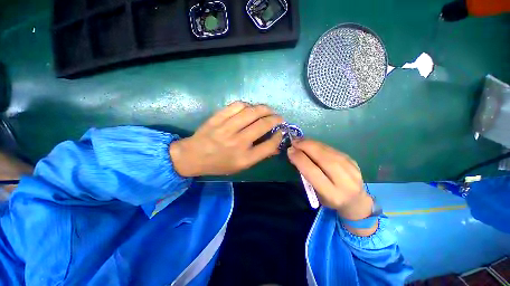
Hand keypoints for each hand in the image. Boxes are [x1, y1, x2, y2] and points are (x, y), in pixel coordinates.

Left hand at [169, 101, 282, 176]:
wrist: (193, 156)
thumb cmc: (220, 164)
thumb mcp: (241, 166)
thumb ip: (260, 155)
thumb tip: (276, 145)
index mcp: (244, 158)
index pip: (269, 145)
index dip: (279, 136)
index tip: (281, 131)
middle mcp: (238, 143)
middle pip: (263, 125)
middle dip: (275, 119)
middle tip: (279, 117)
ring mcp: (226, 129)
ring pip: (251, 112)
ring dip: (264, 109)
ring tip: (268, 110)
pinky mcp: (217, 118)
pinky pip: (236, 106)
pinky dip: (247, 105)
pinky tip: (250, 108)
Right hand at [287, 139, 372, 220]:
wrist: (355, 201)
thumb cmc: (329, 199)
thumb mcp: (315, 193)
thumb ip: (306, 175)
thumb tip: (295, 154)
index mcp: (332, 194)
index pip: (313, 172)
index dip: (300, 159)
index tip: (290, 150)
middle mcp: (345, 182)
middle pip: (323, 158)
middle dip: (306, 147)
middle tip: (294, 141)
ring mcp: (352, 169)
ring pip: (328, 151)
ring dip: (312, 143)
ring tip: (300, 140)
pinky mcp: (353, 161)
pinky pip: (332, 149)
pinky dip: (319, 144)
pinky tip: (311, 143)